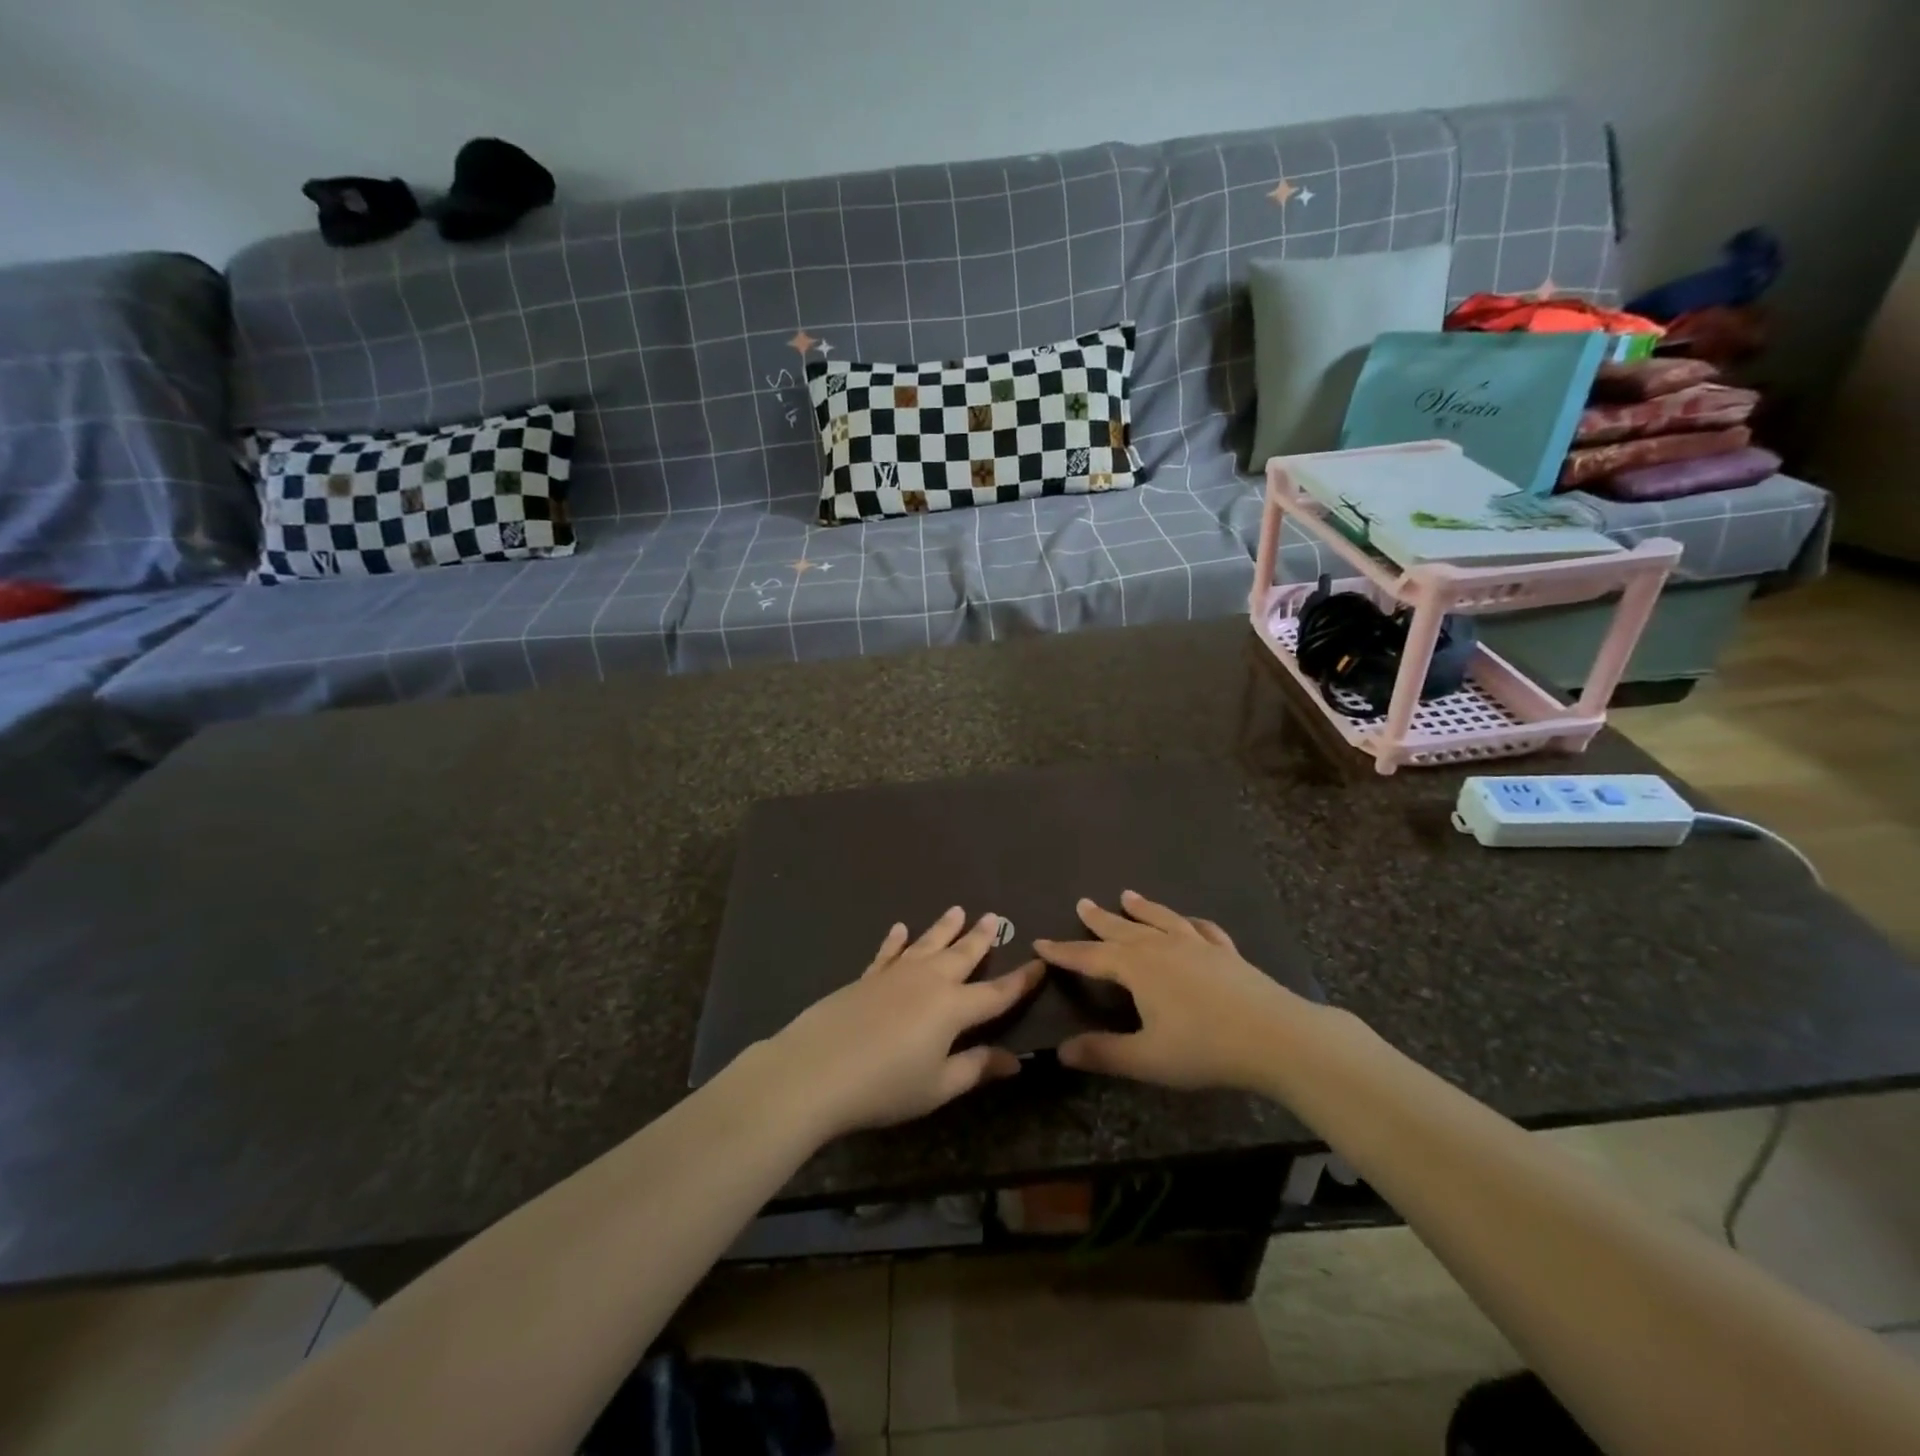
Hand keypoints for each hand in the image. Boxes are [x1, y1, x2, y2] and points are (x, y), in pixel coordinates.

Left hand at [761, 908, 1043, 1139]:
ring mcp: (895, 974)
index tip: (1040, 963)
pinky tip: (899, 929)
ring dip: (944, 927)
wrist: (817, 1069)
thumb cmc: (885, 1086)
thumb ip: (976, 1068)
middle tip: (994, 916)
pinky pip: (887, 953)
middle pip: (962, 955)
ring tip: (957, 910)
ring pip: (927, 944)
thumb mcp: (938, 1086)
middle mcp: (929, 981)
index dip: (1021, 981)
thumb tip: (1014, 1060)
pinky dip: (895, 940)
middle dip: (981, 937)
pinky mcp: (867, 977)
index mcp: (953, 1008)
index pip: (997, 993)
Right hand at [1036, 890, 1311, 1091]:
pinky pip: (1201, 929)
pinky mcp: (1226, 952)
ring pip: (1161, 919)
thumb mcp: (1147, 1059)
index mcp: (1137, 968)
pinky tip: (1189, 921)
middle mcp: (1162, 947)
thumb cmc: (1205, 1048)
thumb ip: (1103, 1053)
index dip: (1063, 952)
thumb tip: (1061, 1051)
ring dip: (1141, 908)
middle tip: (1082, 903)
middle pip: (1123, 930)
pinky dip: (1188, 921)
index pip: (1090, 958)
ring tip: (1127, 895)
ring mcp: (1197, 946)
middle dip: (1099, 920)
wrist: (1276, 1036)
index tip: (1040, 942)